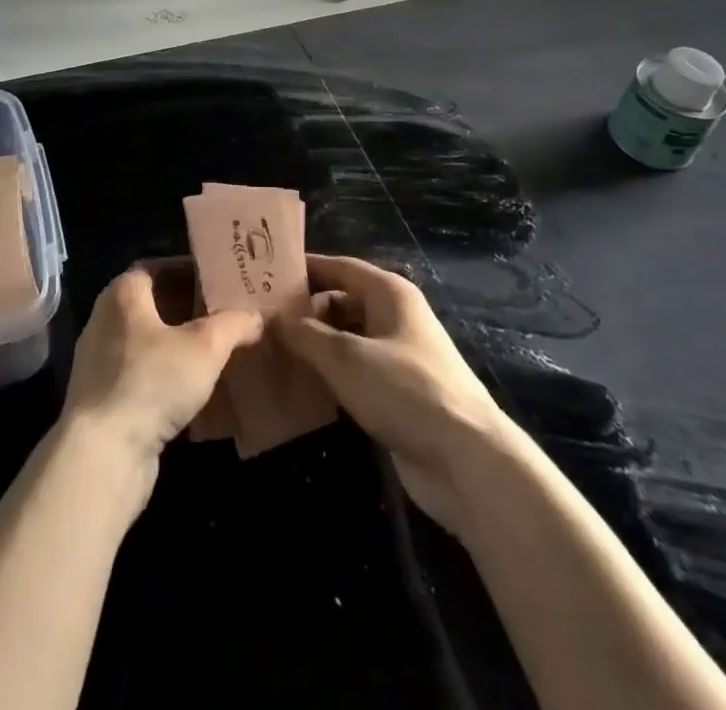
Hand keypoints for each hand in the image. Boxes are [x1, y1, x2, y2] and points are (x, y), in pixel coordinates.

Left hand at [61, 260, 262, 475]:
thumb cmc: (151, 382)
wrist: (102, 454)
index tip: (222, 280)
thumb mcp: (205, 348)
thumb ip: (233, 325)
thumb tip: (256, 316)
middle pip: (155, 303)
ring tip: (219, 350)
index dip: (192, 271)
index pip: (160, 267)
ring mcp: (100, 360)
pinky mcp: (103, 397)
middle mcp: (106, 319)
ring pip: (149, 341)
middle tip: (228, 314)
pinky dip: (167, 374)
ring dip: (180, 344)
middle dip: (191, 308)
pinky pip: (142, 372)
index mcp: (123, 293)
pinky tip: (195, 389)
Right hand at [274, 254, 513, 534]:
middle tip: (259, 319)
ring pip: (346, 339)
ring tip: (269, 351)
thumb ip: (304, 334)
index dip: (304, 268)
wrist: (466, 460)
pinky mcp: (396, 392)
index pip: (339, 266)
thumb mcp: (345, 357)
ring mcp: (397, 356)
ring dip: (314, 345)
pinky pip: (354, 371)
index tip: (264, 273)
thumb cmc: (404, 389)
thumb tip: (270, 317)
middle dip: (304, 310)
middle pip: (341, 301)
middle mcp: (394, 316)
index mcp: (389, 293)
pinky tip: (299, 386)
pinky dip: (329, 374)